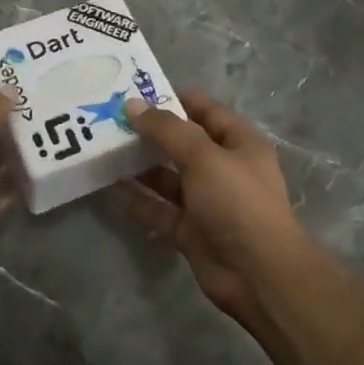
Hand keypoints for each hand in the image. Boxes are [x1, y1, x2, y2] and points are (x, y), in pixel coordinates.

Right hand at [120, 91, 309, 323]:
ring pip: (169, 177)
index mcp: (239, 144)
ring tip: (106, 149)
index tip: (139, 91)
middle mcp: (224, 170)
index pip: (206, 111)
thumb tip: (132, 105)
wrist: (257, 274)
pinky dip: (139, 199)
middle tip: (112, 118)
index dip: (176, 98)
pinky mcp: (191, 231)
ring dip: (141, 165)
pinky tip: (111, 186)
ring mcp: (207, 202)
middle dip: (151, 132)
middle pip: (183, 144)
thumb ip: (166, 130)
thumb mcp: (203, 156)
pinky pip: (160, 209)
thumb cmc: (237, 202)